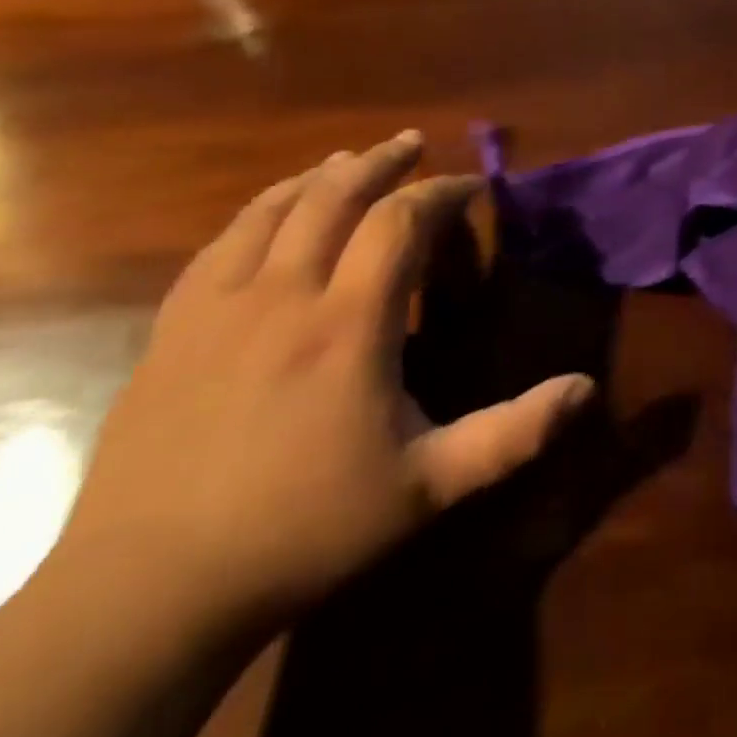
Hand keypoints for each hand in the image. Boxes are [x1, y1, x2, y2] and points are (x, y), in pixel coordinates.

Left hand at [56, 131, 593, 635]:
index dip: (441, 192)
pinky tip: (272, 213)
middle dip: (380, 163)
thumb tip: (586, 389)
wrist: (149, 591)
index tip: (471, 187)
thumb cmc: (306, 530)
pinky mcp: (173, 329)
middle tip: (412, 145)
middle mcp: (283, 295)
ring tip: (349, 161)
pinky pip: (222, 242)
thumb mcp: (428, 487)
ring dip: (320, 176)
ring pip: (273, 209)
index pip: (400, 222)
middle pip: (334, 196)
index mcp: (348, 324)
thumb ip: (513, 433)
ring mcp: (218, 308)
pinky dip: (260, 209)